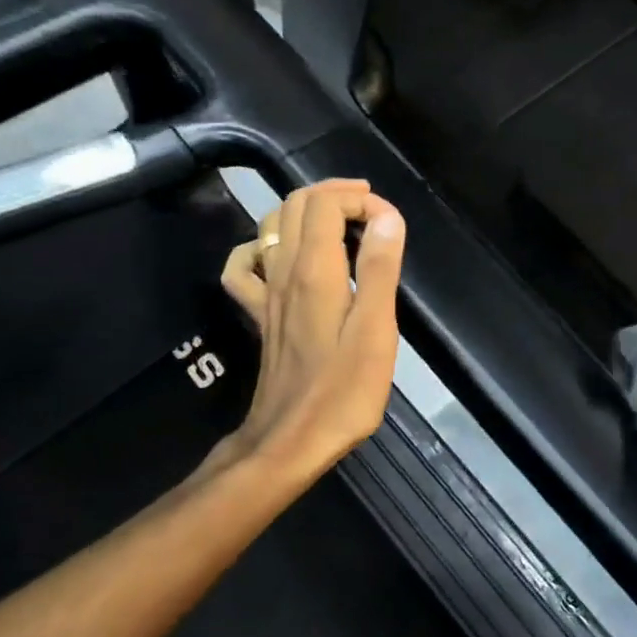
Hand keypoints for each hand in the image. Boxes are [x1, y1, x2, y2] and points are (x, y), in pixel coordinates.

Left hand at [220, 180, 406, 481]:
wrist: (289, 441)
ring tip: (341, 224)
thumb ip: (380, 269)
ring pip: (272, 226)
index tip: (391, 225)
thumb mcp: (375, 331)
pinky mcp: (260, 314)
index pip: (326, 203)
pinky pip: (245, 266)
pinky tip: (283, 258)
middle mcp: (283, 271)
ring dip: (306, 212)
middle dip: (336, 195)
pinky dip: (262, 248)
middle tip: (373, 211)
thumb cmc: (342, 391)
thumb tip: (387, 218)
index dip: (360, 200)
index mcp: (315, 270)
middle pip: (296, 204)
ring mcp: (266, 292)